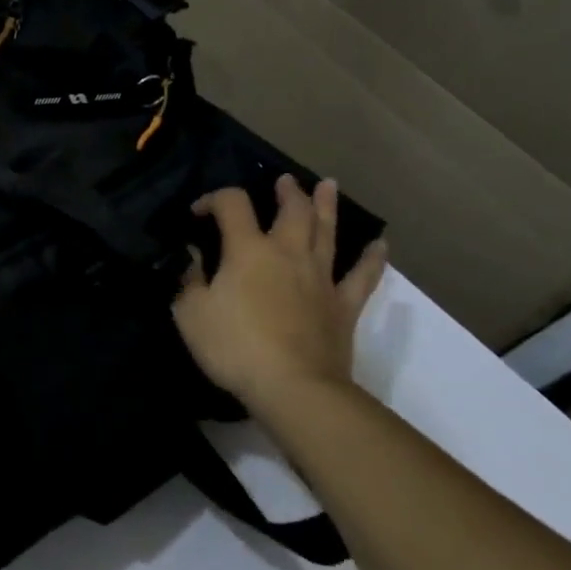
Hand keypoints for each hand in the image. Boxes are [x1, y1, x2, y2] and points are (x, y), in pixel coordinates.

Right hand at [173, 177, 387, 426]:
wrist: (294, 388)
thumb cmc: (235, 347)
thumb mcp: (191, 314)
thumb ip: (189, 281)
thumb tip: (194, 258)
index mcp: (247, 250)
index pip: (232, 204)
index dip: (214, 198)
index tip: (199, 212)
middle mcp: (287, 253)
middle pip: (292, 210)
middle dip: (286, 192)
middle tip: (284, 181)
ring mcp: (320, 278)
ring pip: (327, 232)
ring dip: (326, 206)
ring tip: (327, 185)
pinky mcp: (344, 306)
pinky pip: (363, 277)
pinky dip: (372, 259)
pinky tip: (380, 245)